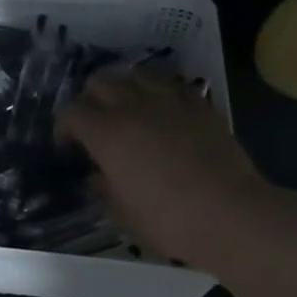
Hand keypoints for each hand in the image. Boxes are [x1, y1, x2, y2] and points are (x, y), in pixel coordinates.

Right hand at [58, 69, 273, 266]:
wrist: (232, 215)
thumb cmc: (169, 221)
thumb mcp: (123, 214)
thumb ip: (104, 188)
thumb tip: (98, 175)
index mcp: (107, 133)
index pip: (72, 112)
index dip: (64, 126)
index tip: (67, 144)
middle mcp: (133, 107)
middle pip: (101, 82)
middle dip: (91, 99)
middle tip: (96, 123)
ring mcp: (169, 102)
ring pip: (136, 74)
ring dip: (125, 87)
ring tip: (128, 108)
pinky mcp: (200, 106)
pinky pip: (173, 86)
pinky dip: (161, 93)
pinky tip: (164, 110)